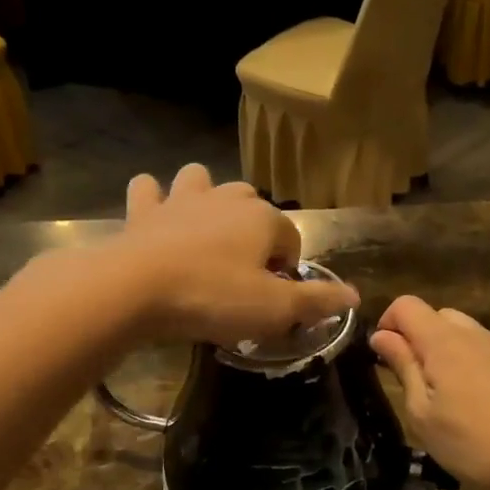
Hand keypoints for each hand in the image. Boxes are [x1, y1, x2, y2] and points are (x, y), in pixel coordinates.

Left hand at [111, 164, 356, 347]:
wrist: (135, 290)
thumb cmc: (212, 298)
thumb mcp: (274, 309)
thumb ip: (316, 301)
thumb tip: (355, 295)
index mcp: (262, 219)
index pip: (291, 239)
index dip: (287, 269)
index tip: (274, 298)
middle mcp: (226, 199)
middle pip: (252, 204)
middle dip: (254, 229)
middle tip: (244, 270)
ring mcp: (182, 200)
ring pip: (202, 180)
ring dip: (206, 197)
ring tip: (204, 231)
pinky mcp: (143, 210)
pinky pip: (149, 189)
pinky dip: (153, 199)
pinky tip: (155, 218)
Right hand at [370, 295, 489, 489]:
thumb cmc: (474, 440)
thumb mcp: (422, 412)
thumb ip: (403, 367)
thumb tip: (381, 336)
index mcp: (442, 339)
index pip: (404, 305)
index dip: (386, 324)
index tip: (382, 360)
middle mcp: (471, 333)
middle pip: (432, 315)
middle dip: (413, 338)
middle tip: (408, 381)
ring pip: (456, 331)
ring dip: (438, 351)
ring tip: (436, 394)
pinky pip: (476, 349)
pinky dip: (461, 362)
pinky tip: (466, 402)